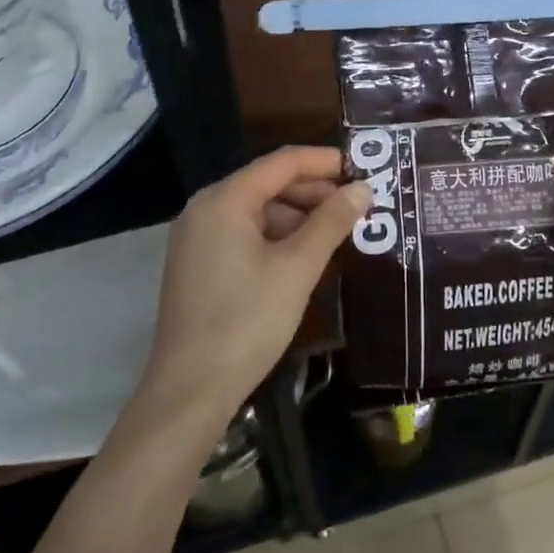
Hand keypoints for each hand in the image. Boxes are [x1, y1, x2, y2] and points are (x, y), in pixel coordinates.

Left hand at [140, 146, 368, 432]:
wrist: (190, 391)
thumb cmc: (246, 321)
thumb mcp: (297, 268)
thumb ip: (331, 222)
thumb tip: (362, 189)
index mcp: (224, 199)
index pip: (282, 162)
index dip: (325, 161)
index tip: (363, 170)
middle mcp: (205, 208)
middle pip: (268, 183)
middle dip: (314, 192)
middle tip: (357, 207)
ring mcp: (197, 237)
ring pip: (257, 211)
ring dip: (298, 217)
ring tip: (338, 234)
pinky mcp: (197, 264)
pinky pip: (244, 233)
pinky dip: (276, 237)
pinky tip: (304, 257)